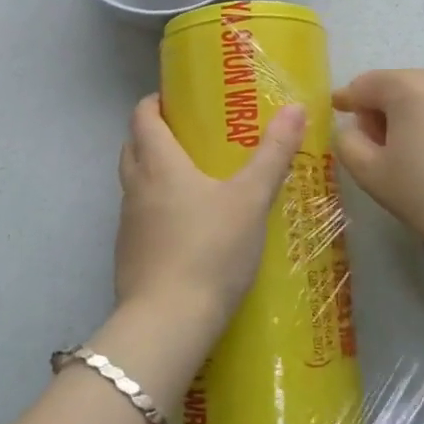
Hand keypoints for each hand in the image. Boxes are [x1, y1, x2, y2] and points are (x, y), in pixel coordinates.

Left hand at [115, 95, 306, 330]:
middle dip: (155, 134)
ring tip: (194, 179)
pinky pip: (140, 217)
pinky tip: (187, 228)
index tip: (177, 99)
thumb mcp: (251, 199)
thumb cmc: (210, 250)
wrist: (167, 324)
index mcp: (158, 163)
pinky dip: (156, 209)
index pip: (142, 116)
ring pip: (135, 183)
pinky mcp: (129, 256)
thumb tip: (296, 108)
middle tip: (191, 135)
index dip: (155, 102)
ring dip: (155, 172)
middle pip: (133, 146)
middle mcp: (135, 187)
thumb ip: (273, 154)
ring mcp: (127, 224)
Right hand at [332, 66, 423, 261]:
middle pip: (400, 85)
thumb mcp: (369, 173)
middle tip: (384, 144)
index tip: (339, 108)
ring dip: (420, 109)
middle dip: (387, 109)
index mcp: (409, 87)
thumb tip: (355, 125)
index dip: (349, 99)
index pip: (366, 85)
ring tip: (423, 145)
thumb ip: (347, 140)